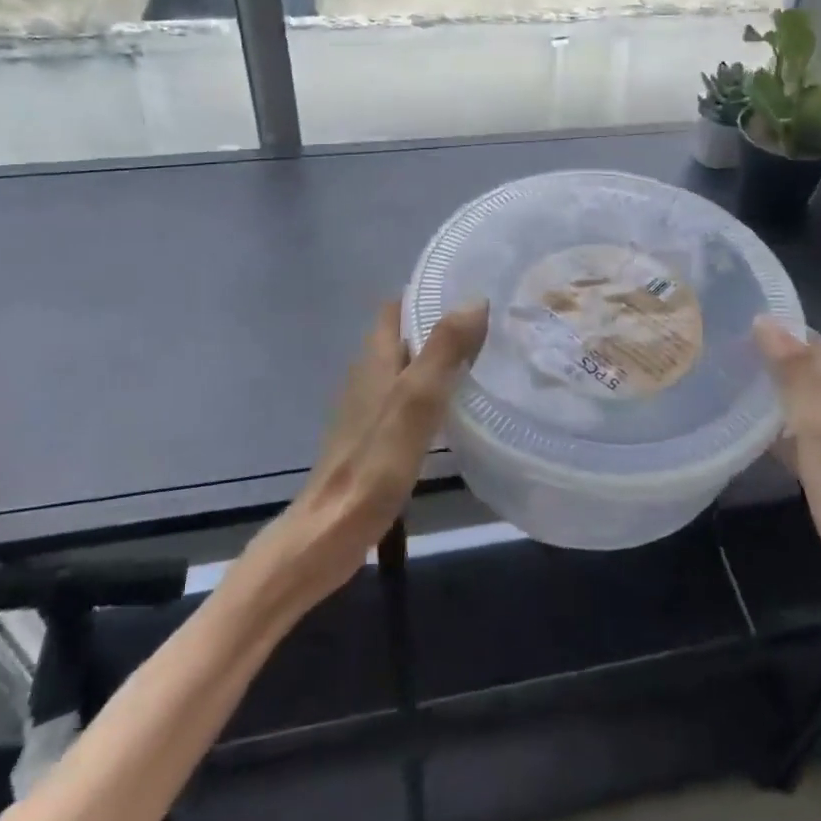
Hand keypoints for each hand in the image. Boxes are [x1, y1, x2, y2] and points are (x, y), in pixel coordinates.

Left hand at [262, 299, 488, 608]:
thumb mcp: (417, 399)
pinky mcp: (373, 439)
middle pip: (403, 337)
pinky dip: (430, 395)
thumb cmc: (375, 460)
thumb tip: (474, 299)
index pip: (396, 308)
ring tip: (482, 362)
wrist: (332, 529)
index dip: (426, 294)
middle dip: (439, 327)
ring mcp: (368, 409)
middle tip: (488, 327)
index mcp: (376, 358)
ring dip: (437, 362)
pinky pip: (406, 400)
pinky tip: (456, 411)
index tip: (467, 291)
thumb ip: (444, 349)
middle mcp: (368, 376)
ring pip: (406, 370)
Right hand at [753, 317, 820, 642]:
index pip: (807, 339)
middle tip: (713, 344)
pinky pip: (795, 420)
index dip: (771, 324)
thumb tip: (767, 322)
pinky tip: (744, 422)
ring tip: (721, 374)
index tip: (726, 317)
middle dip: (763, 348)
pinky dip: (771, 411)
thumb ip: (800, 381)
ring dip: (766, 378)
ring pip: (798, 391)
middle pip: (802, 362)